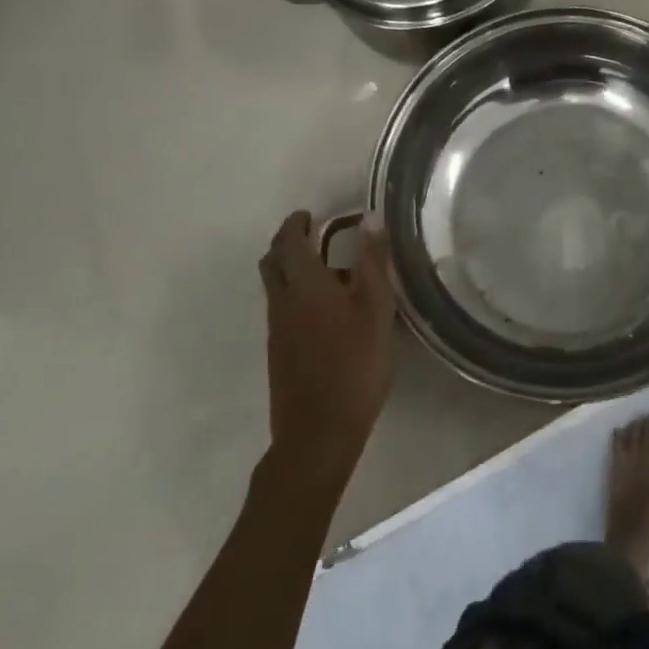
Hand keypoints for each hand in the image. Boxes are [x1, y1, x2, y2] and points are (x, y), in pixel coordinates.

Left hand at [258, 212, 396, 488]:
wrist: (318, 434)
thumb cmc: (354, 365)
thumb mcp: (376, 309)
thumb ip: (372, 262)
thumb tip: (369, 220)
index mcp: (305, 285)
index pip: (289, 241)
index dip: (296, 223)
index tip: (311, 214)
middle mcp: (282, 301)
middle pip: (272, 261)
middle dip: (288, 242)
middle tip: (315, 235)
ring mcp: (277, 329)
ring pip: (275, 286)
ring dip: (292, 269)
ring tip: (329, 271)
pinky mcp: (279, 352)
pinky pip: (281, 308)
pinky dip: (296, 294)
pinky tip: (327, 311)